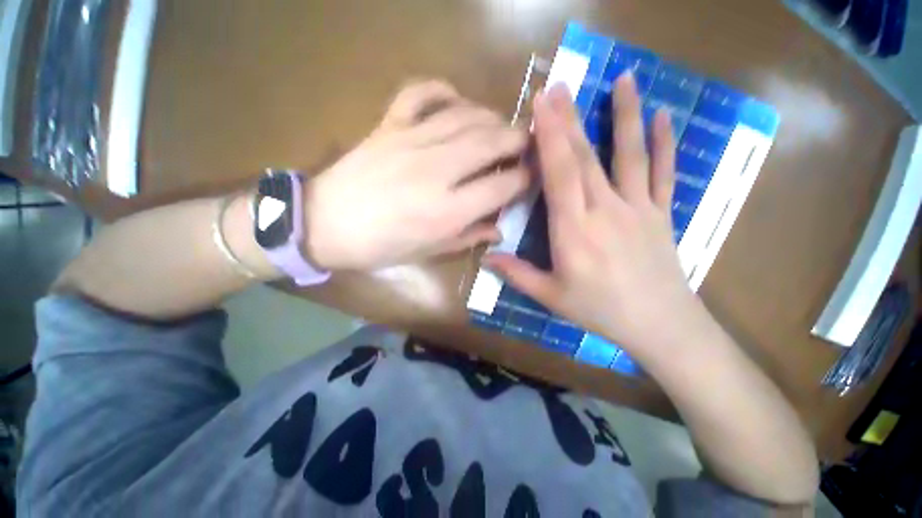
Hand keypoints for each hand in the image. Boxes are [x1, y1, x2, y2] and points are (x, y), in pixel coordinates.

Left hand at [303, 80, 529, 269]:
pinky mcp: (388, 125)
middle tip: (526, 144)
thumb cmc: (380, 247)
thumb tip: (499, 228)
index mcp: (447, 210)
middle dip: (518, 140)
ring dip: (491, 118)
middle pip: (491, 141)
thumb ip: (468, 237)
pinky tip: (456, 101)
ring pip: (466, 115)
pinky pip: (421, 93)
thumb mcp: (429, 252)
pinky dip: (443, 90)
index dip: (524, 178)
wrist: (324, 225)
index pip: (502, 185)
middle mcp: (436, 171)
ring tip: (500, 128)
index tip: (530, 176)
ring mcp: (410, 141)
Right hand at [485, 74, 701, 357]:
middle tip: (561, 85)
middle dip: (570, 119)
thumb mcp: (551, 297)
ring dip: (624, 115)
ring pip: (628, 155)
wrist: (660, 325)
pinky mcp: (661, 213)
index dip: (550, 137)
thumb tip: (486, 257)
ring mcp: (637, 208)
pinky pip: (663, 173)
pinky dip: (664, 143)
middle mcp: (605, 210)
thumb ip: (517, 274)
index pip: (559, 175)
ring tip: (625, 77)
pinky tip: (662, 116)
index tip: (541, 105)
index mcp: (574, 231)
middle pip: (585, 158)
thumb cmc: (599, 311)